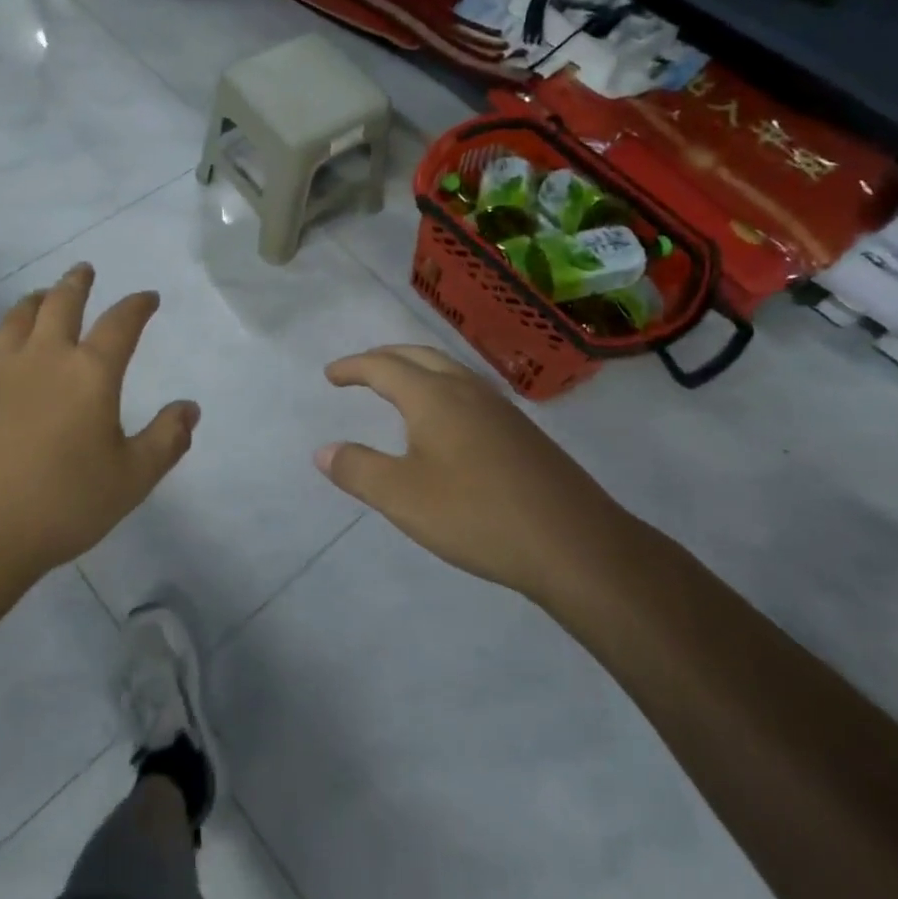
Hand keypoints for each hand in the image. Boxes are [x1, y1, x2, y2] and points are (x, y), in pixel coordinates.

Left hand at [0, 265, 198, 646]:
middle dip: (78, 282)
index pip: (122, 323)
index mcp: (91, 373)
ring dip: (36, 300)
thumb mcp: (131, 479)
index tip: (148, 297)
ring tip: (43, 297)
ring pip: (18, 316)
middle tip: (84, 271)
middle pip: (62, 301)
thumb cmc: (62, 504)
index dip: (138, 305)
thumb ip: (166, 440)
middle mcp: (45, 355)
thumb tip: (190, 408)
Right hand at [317, 345, 635, 613]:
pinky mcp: (522, 430)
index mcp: (433, 396)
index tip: (331, 375)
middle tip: (360, 371)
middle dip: (384, 357)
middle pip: (418, 356)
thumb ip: (358, 470)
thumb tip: (324, 450)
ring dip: (416, 369)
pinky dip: (442, 387)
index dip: (353, 367)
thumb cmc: (477, 515)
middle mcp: (466, 389)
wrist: (574, 542)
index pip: (382, 367)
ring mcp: (499, 407)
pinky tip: (447, 421)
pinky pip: (469, 390)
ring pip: (448, 369)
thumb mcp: (402, 498)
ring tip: (398, 388)